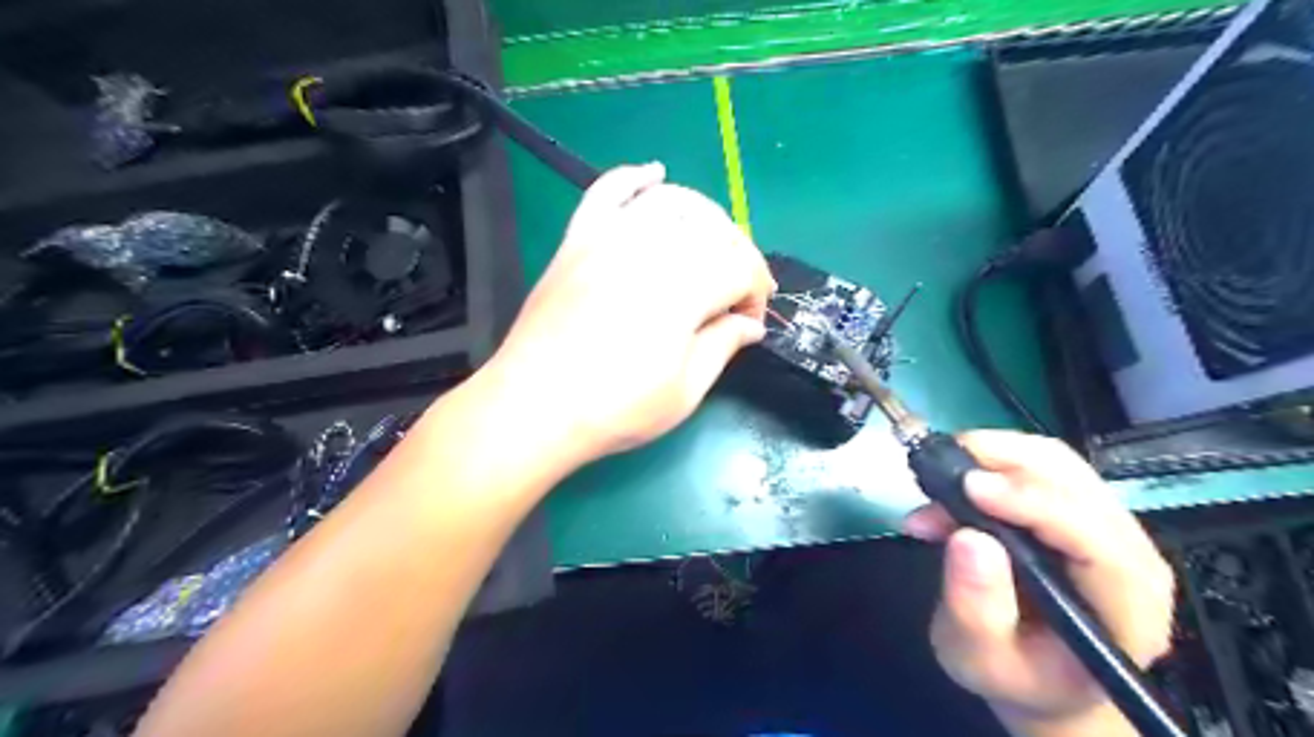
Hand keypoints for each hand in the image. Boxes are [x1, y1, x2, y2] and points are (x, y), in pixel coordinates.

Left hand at [482, 165, 771, 462]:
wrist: (533, 407)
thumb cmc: (615, 409)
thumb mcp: (685, 391)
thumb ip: (723, 346)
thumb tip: (750, 324)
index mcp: (684, 286)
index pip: (741, 266)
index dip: (755, 293)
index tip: (749, 324)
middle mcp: (650, 247)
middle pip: (714, 229)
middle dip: (738, 258)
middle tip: (735, 297)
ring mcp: (608, 237)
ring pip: (672, 202)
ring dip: (703, 219)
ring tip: (711, 249)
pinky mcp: (577, 240)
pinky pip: (607, 191)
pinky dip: (633, 178)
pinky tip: (654, 175)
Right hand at [905, 429, 1170, 733]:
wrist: (1040, 679)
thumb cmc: (1016, 676)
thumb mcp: (982, 660)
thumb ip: (977, 609)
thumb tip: (969, 538)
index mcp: (1125, 607)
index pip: (1094, 538)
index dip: (1033, 503)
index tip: (970, 488)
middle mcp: (1129, 555)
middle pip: (1075, 481)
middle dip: (1002, 462)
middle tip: (937, 469)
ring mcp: (1106, 527)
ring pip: (1057, 462)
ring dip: (992, 455)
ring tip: (938, 477)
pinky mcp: (1077, 510)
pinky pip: (1039, 466)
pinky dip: (991, 462)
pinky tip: (953, 485)